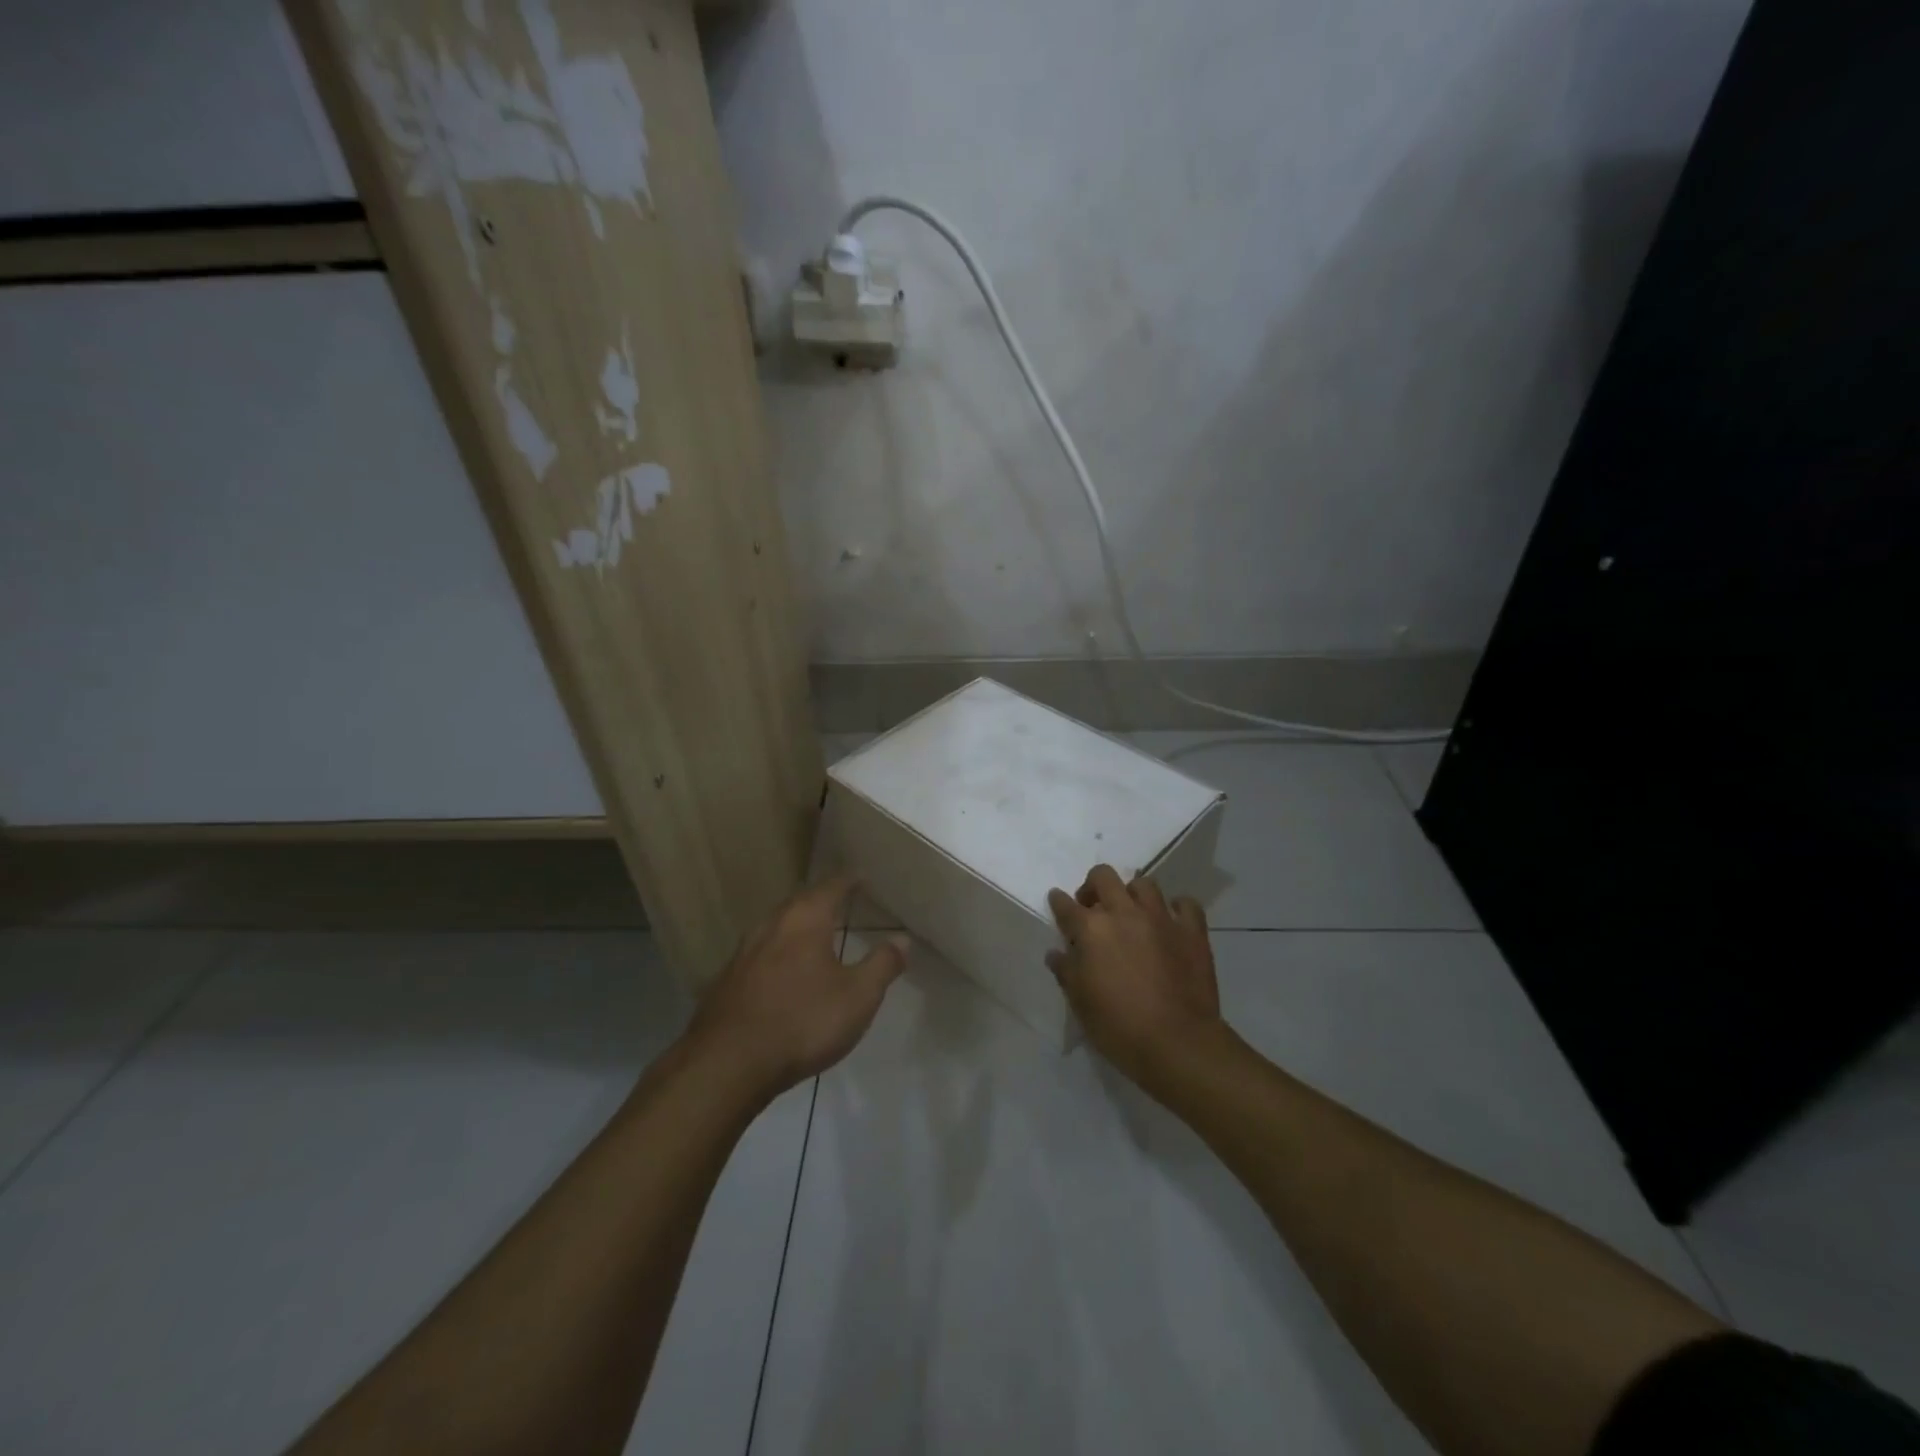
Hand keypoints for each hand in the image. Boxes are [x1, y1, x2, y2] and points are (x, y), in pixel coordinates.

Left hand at [688, 874, 907, 1099]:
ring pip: (777, 927)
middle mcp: (772, 925)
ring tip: (814, 934)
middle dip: (821, 900)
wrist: (728, 1063)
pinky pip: (760, 954)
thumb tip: (902, 939)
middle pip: (800, 902)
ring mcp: (744, 952)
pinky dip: (778, 953)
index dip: (848, 881)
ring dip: (797, 926)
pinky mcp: (727, 980)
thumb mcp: (858, 997)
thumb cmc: (802, 1021)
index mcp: (805, 919)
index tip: (861, 878)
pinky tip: (783, 971)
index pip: (831, 887)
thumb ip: (882, 965)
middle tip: (840, 902)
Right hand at [1046, 864, 1223, 1088]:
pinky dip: (1176, 908)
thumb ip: (1066, 971)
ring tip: (1133, 913)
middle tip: (1094, 907)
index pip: (1065, 905)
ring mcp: (1160, 918)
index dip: (1058, 902)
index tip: (1058, 902)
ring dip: (1133, 894)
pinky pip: (1185, 904)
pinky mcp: (1191, 931)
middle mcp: (1123, 913)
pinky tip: (1171, 922)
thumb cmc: (1118, 1026)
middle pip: (1103, 876)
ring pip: (1144, 884)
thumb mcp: (1080, 1003)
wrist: (1177, 1043)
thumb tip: (1056, 954)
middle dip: (1093, 886)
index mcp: (1091, 930)